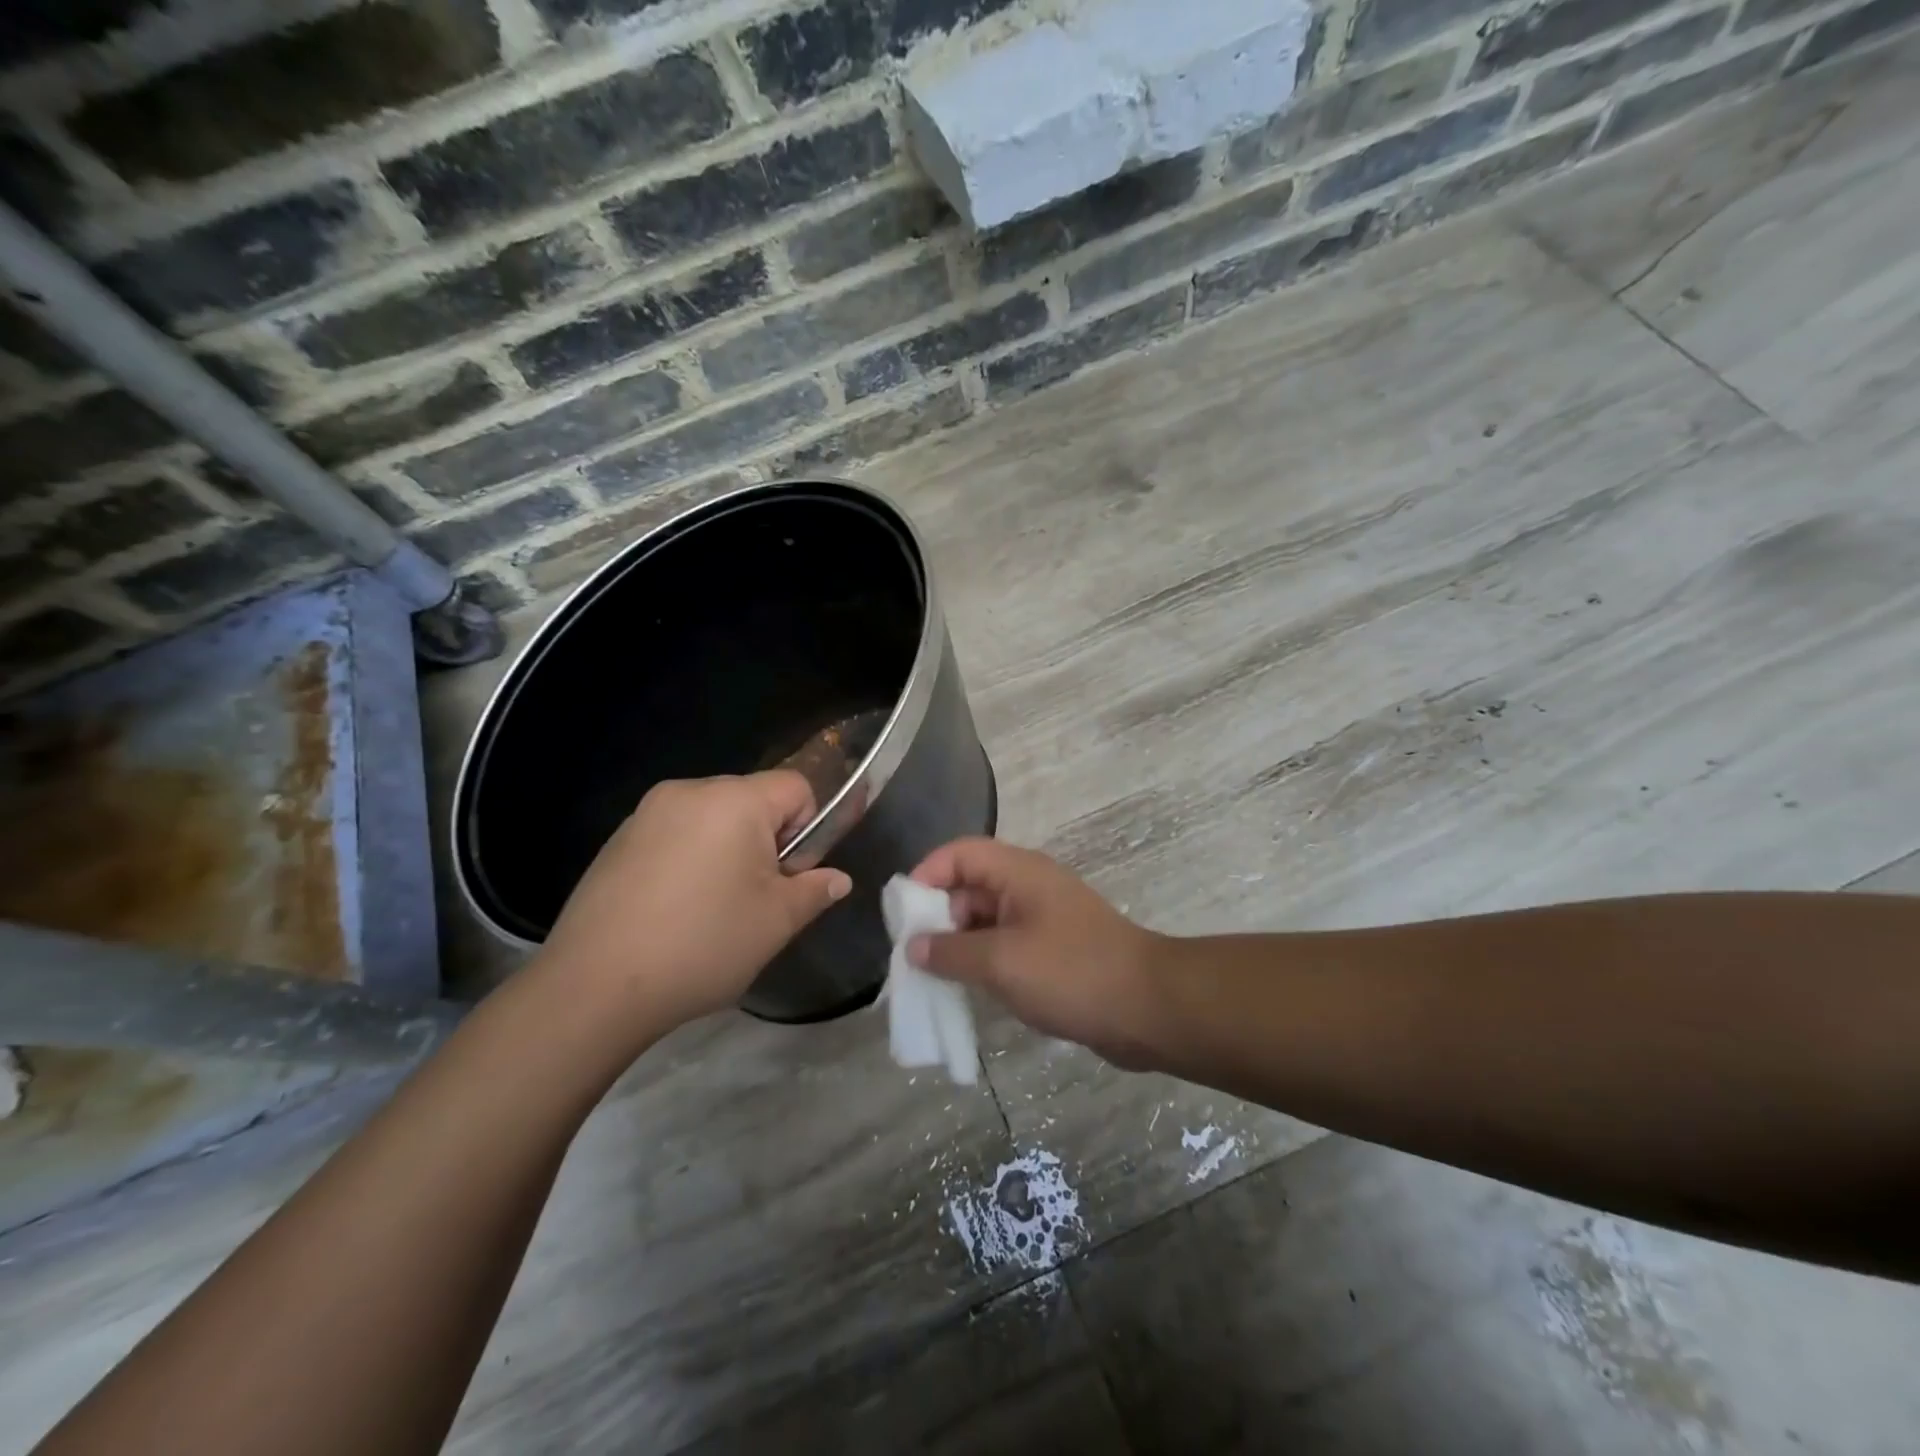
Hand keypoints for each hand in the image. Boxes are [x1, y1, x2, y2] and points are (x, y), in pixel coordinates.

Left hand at [542, 772, 850, 1035]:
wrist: (594, 987)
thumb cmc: (703, 944)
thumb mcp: (777, 922)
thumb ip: (815, 890)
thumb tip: (837, 880)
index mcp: (734, 800)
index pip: (796, 787)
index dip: (809, 827)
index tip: (790, 874)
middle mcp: (688, 791)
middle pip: (752, 800)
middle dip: (766, 840)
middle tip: (755, 897)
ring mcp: (646, 814)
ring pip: (711, 819)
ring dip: (726, 850)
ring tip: (710, 908)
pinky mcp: (616, 841)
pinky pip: (674, 836)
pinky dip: (687, 860)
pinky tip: (671, 911)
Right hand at [909, 838, 1164, 1067]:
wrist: (1148, 1008)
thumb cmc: (1071, 972)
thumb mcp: (1001, 962)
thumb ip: (950, 952)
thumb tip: (913, 947)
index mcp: (1019, 872)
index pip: (960, 853)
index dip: (926, 875)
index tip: (903, 915)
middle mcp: (1029, 886)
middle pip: (970, 885)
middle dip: (937, 916)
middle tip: (913, 955)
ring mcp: (1043, 918)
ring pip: (986, 919)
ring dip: (958, 944)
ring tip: (933, 978)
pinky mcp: (1054, 949)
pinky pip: (1005, 945)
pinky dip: (983, 961)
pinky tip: (969, 990)